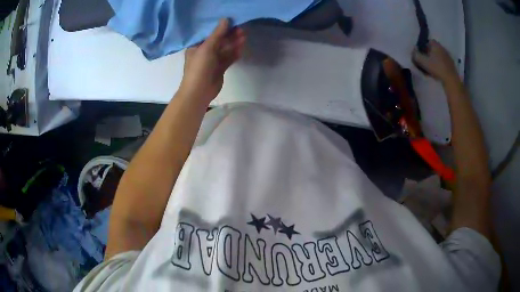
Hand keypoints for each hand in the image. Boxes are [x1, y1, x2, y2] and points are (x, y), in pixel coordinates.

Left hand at [180, 19, 245, 103]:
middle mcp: (204, 53)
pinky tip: (241, 49)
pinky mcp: (219, 69)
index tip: (232, 22)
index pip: (209, 34)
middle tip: (241, 30)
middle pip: (219, 42)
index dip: (220, 28)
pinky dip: (234, 54)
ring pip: (224, 50)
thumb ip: (217, 34)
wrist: (199, 91)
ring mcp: (212, 62)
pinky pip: (227, 59)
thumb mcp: (207, 48)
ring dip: (233, 44)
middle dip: (229, 36)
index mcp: (197, 46)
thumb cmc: (199, 67)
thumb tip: (225, 19)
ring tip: (244, 37)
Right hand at [412, 40, 458, 82]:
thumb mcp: (423, 61)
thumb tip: (413, 51)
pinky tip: (437, 72)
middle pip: (433, 49)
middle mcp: (442, 48)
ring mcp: (448, 56)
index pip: (427, 41)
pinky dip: (440, 65)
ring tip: (431, 68)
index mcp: (435, 44)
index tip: (420, 53)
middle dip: (428, 54)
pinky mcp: (451, 65)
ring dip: (434, 60)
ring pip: (438, 56)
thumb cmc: (437, 68)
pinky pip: (443, 62)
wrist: (451, 80)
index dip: (423, 46)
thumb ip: (416, 55)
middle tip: (425, 61)